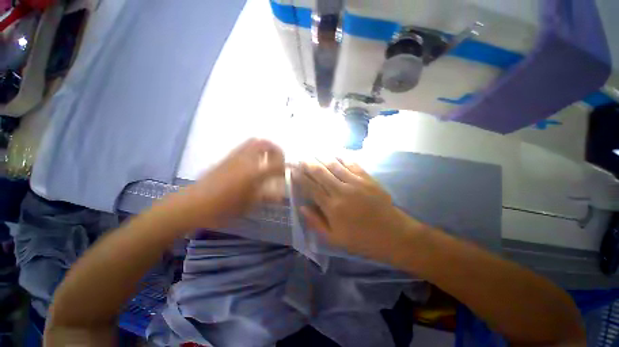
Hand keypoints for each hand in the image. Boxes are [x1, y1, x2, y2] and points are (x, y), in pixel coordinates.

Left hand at [171, 138, 284, 229]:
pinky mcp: (227, 157)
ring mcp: (235, 156)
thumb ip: (267, 197)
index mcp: (254, 172)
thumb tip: (281, 196)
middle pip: (265, 144)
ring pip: (254, 142)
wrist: (194, 204)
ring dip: (265, 148)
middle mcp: (246, 160)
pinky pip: (245, 147)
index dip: (286, 167)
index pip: (276, 164)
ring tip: (268, 159)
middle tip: (279, 161)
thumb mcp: (250, 204)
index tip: (290, 172)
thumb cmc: (224, 207)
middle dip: (276, 150)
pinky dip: (255, 150)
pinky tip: (254, 163)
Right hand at [295, 159, 415, 262]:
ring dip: (322, 157)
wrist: (393, 234)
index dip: (300, 177)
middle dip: (308, 164)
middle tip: (300, 157)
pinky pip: (352, 164)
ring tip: (313, 152)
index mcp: (332, 207)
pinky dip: (342, 156)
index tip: (293, 169)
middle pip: (320, 173)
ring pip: (334, 165)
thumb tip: (302, 207)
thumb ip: (316, 222)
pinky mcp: (367, 178)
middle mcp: (341, 191)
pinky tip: (335, 152)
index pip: (311, 187)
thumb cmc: (361, 239)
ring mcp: (355, 182)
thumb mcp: (334, 238)